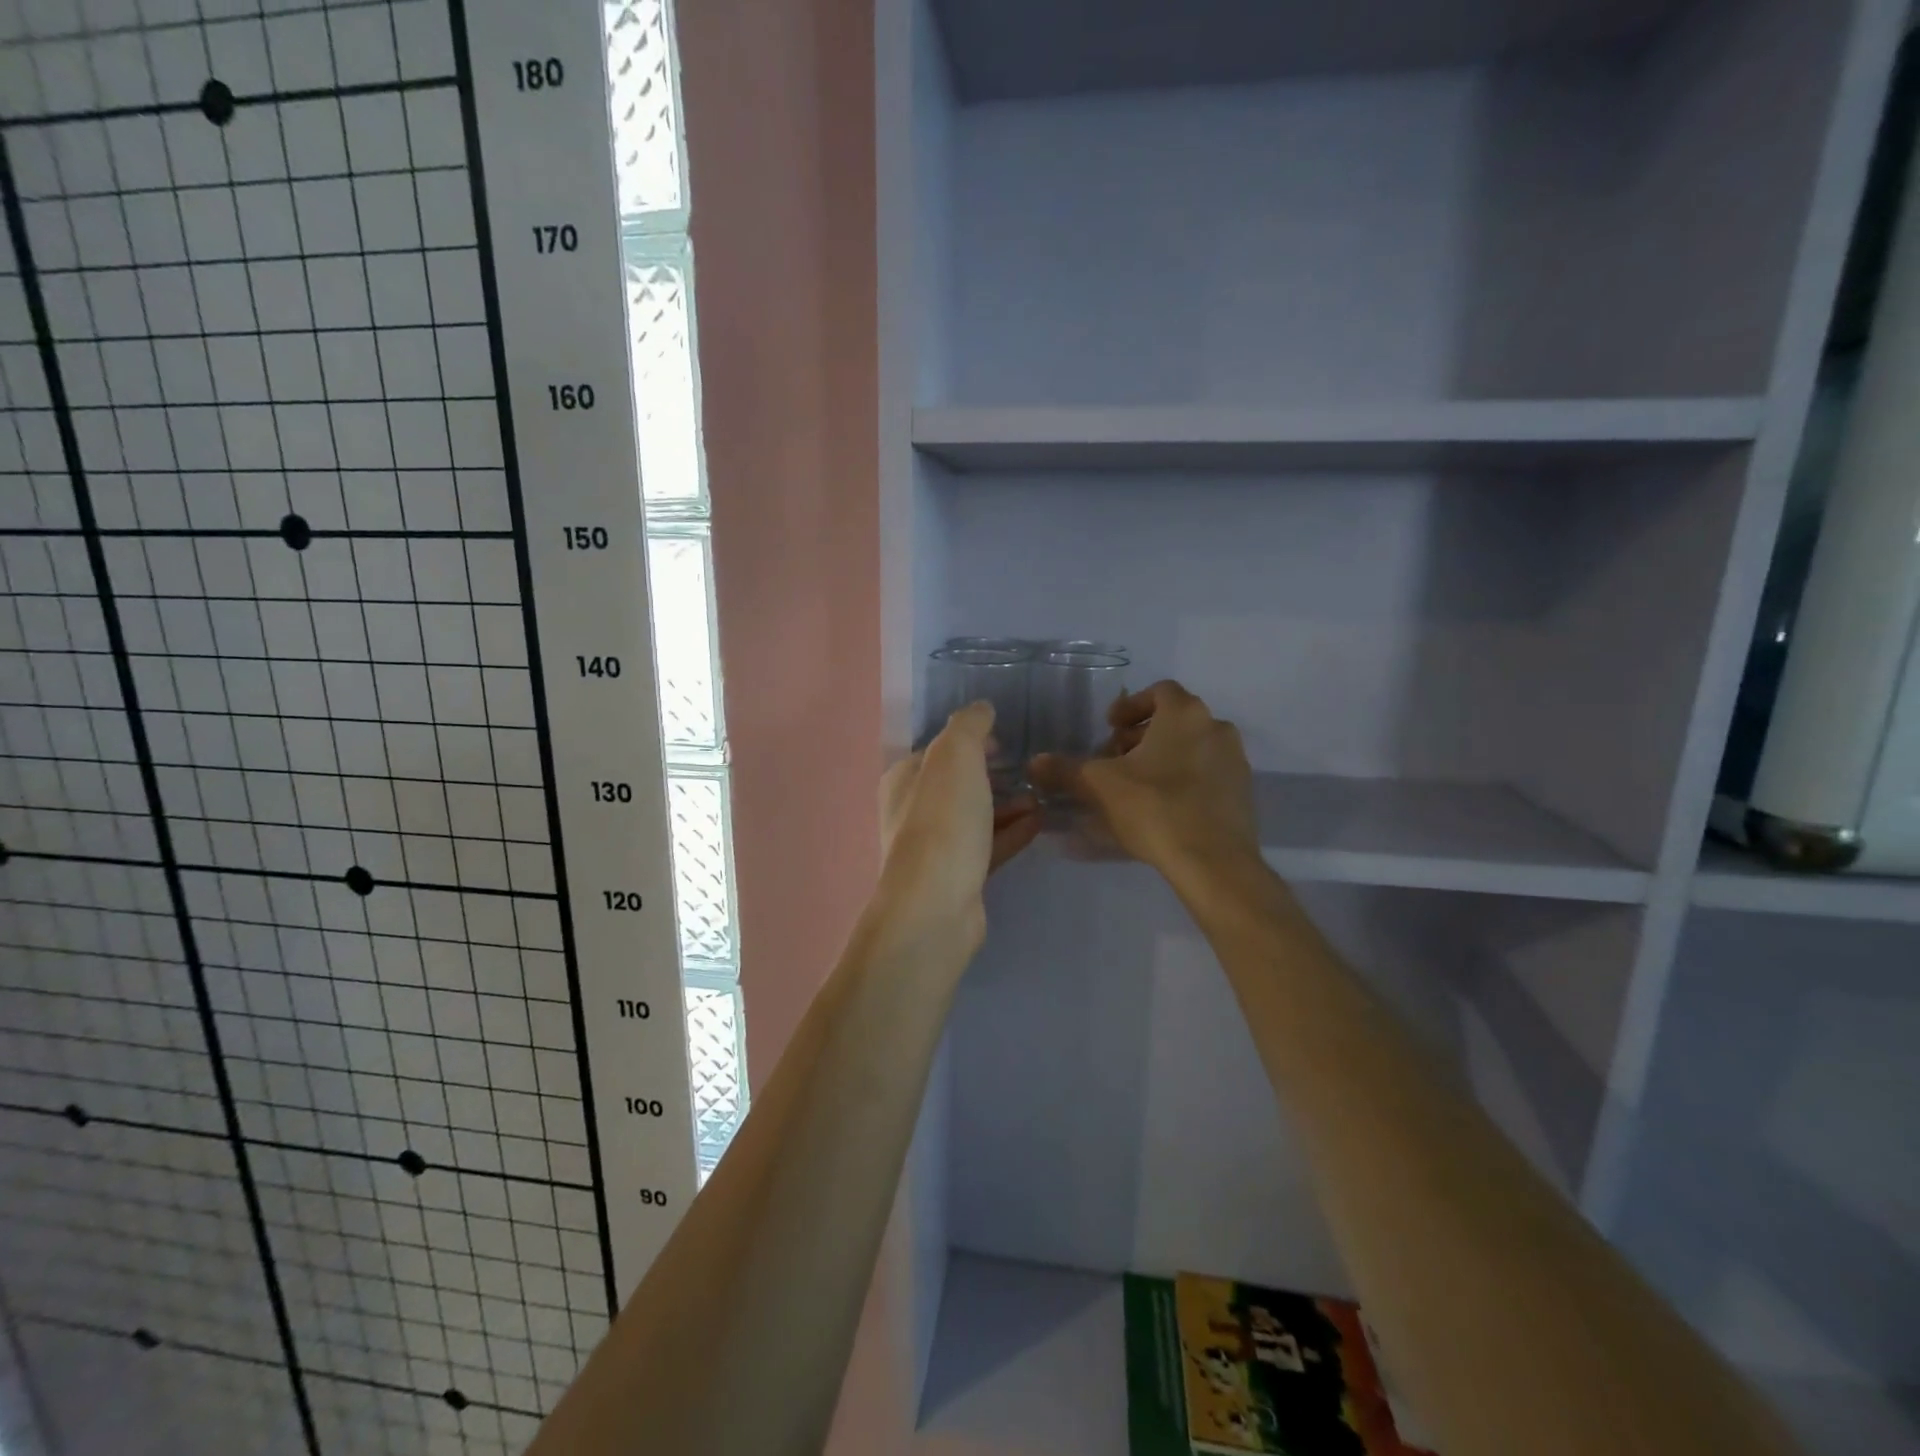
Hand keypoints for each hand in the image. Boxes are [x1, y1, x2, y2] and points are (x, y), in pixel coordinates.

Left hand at [877, 702, 1041, 945]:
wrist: (936, 906)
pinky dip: (1011, 833)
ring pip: (975, 816)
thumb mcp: (955, 756)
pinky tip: (1040, 823)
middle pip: (957, 784)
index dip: (970, 741)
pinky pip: (988, 846)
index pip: (938, 750)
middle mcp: (913, 812)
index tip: (1003, 740)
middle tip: (1026, 768)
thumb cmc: (943, 822)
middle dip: (991, 774)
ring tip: (1040, 796)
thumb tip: (981, 708)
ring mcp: (935, 848)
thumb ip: (969, 725)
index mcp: (905, 779)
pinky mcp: (958, 878)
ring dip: (1007, 804)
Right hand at [1029, 680, 1258, 876]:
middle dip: (1141, 735)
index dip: (1130, 706)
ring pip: (1192, 746)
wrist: (1214, 862)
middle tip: (1115, 759)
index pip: (1158, 691)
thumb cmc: (1154, 808)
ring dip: (1162, 757)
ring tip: (1134, 786)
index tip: (1109, 728)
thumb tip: (1033, 763)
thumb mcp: (1099, 786)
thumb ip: (1065, 769)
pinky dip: (1183, 779)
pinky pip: (1207, 774)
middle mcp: (1216, 727)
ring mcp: (1235, 761)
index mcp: (1185, 714)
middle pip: (1174, 720)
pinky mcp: (1243, 792)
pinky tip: (1161, 808)